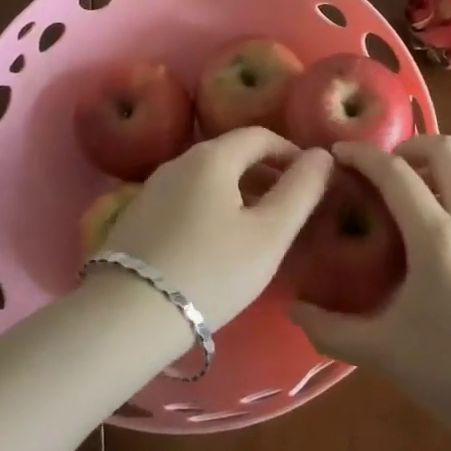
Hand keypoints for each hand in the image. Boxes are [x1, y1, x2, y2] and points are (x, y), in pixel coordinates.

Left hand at [99, 129, 331, 328]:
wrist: (128, 315)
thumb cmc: (211, 271)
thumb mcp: (269, 234)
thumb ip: (301, 191)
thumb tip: (322, 155)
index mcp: (212, 156)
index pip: (260, 135)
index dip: (290, 152)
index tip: (311, 180)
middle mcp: (179, 161)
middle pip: (232, 154)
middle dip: (266, 172)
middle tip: (291, 207)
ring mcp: (153, 187)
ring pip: (208, 178)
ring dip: (239, 191)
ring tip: (259, 228)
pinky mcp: (137, 216)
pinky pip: (186, 198)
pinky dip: (212, 207)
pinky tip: (217, 243)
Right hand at [292, 136, 450, 435]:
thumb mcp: (386, 353)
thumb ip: (332, 330)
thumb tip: (292, 310)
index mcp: (438, 237)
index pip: (395, 172)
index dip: (363, 155)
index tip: (339, 152)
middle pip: (445, 149)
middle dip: (409, 147)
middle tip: (384, 173)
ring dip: (436, 170)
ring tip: (410, 204)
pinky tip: (444, 240)